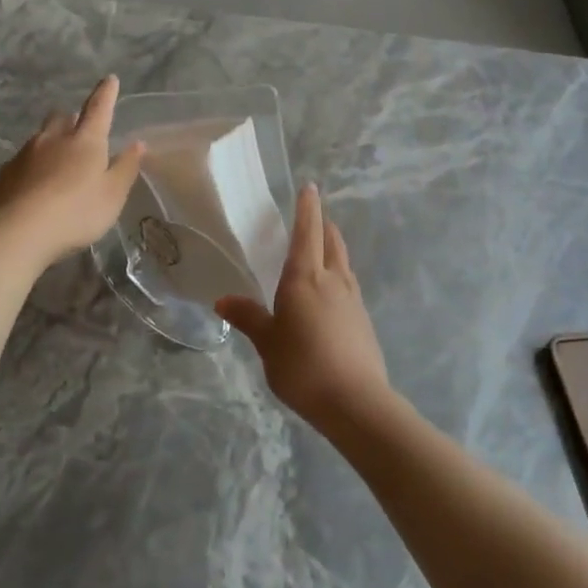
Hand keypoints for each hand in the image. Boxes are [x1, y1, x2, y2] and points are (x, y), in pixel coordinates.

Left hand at [0, 76, 144, 265]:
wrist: (18, 231)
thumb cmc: (77, 212)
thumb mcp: (112, 195)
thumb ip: (125, 168)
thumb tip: (137, 144)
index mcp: (85, 141)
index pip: (99, 109)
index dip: (106, 94)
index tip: (109, 79)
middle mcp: (53, 139)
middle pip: (62, 118)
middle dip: (71, 118)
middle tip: (78, 128)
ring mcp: (25, 154)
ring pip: (41, 138)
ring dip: (51, 142)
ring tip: (57, 161)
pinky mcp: (5, 174)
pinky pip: (23, 161)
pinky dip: (33, 166)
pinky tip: (35, 184)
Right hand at [217, 185, 389, 426]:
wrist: (355, 400)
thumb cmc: (303, 366)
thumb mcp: (267, 343)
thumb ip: (248, 318)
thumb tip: (223, 300)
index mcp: (305, 277)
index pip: (307, 231)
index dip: (308, 208)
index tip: (309, 187)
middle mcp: (332, 280)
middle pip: (331, 241)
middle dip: (323, 225)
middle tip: (313, 217)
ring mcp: (353, 299)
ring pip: (343, 262)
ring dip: (333, 248)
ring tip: (321, 249)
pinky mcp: (363, 319)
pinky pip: (348, 285)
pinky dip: (338, 276)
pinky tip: (330, 293)